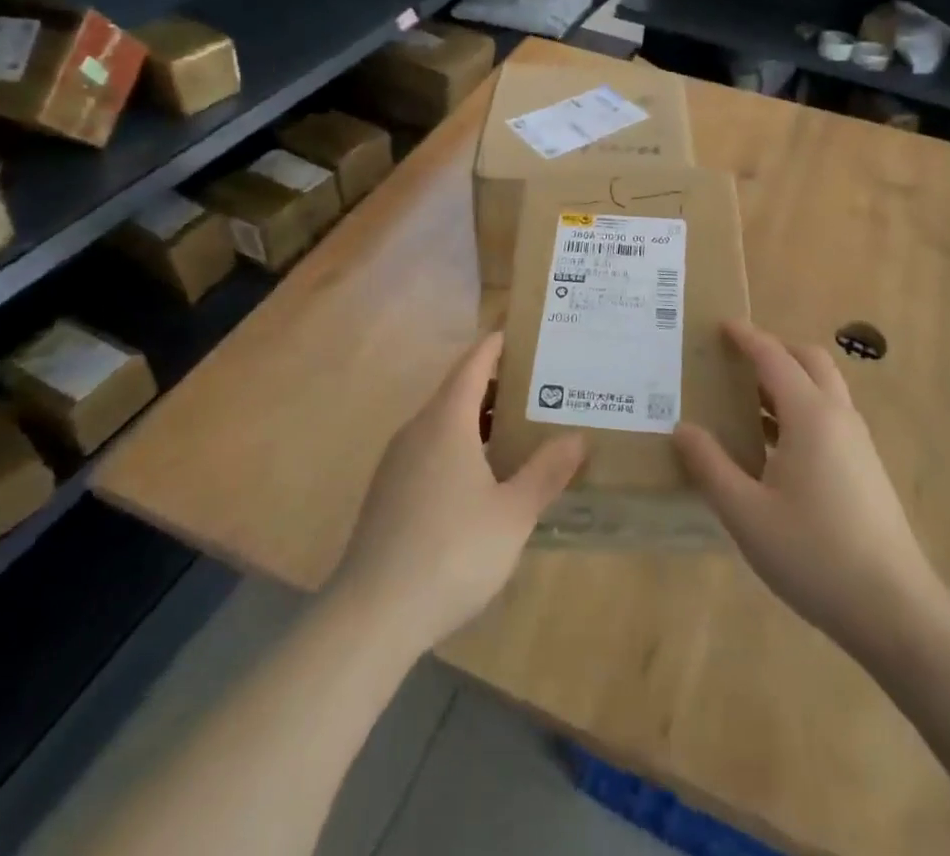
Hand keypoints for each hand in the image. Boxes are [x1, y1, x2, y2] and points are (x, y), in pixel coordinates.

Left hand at [327, 334, 585, 653]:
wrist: (372, 615)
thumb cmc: (452, 552)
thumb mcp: (513, 514)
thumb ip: (546, 472)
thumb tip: (578, 437)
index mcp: (446, 421)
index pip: (473, 364)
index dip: (498, 345)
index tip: (525, 334)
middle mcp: (417, 430)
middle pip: (458, 390)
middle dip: (496, 385)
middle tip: (539, 387)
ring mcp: (397, 462)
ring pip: (442, 423)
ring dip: (478, 419)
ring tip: (517, 430)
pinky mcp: (388, 492)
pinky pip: (430, 450)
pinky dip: (459, 446)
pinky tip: (482, 478)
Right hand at [674, 322, 943, 658]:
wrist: (895, 610)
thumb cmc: (814, 555)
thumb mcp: (746, 513)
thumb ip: (710, 466)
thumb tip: (683, 428)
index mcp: (810, 416)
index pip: (774, 358)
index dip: (747, 337)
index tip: (721, 325)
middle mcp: (838, 417)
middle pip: (809, 361)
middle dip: (774, 350)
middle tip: (737, 360)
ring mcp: (858, 443)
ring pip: (823, 389)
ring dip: (788, 381)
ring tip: (746, 402)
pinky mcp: (866, 468)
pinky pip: (830, 417)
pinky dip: (800, 409)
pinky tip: (774, 447)